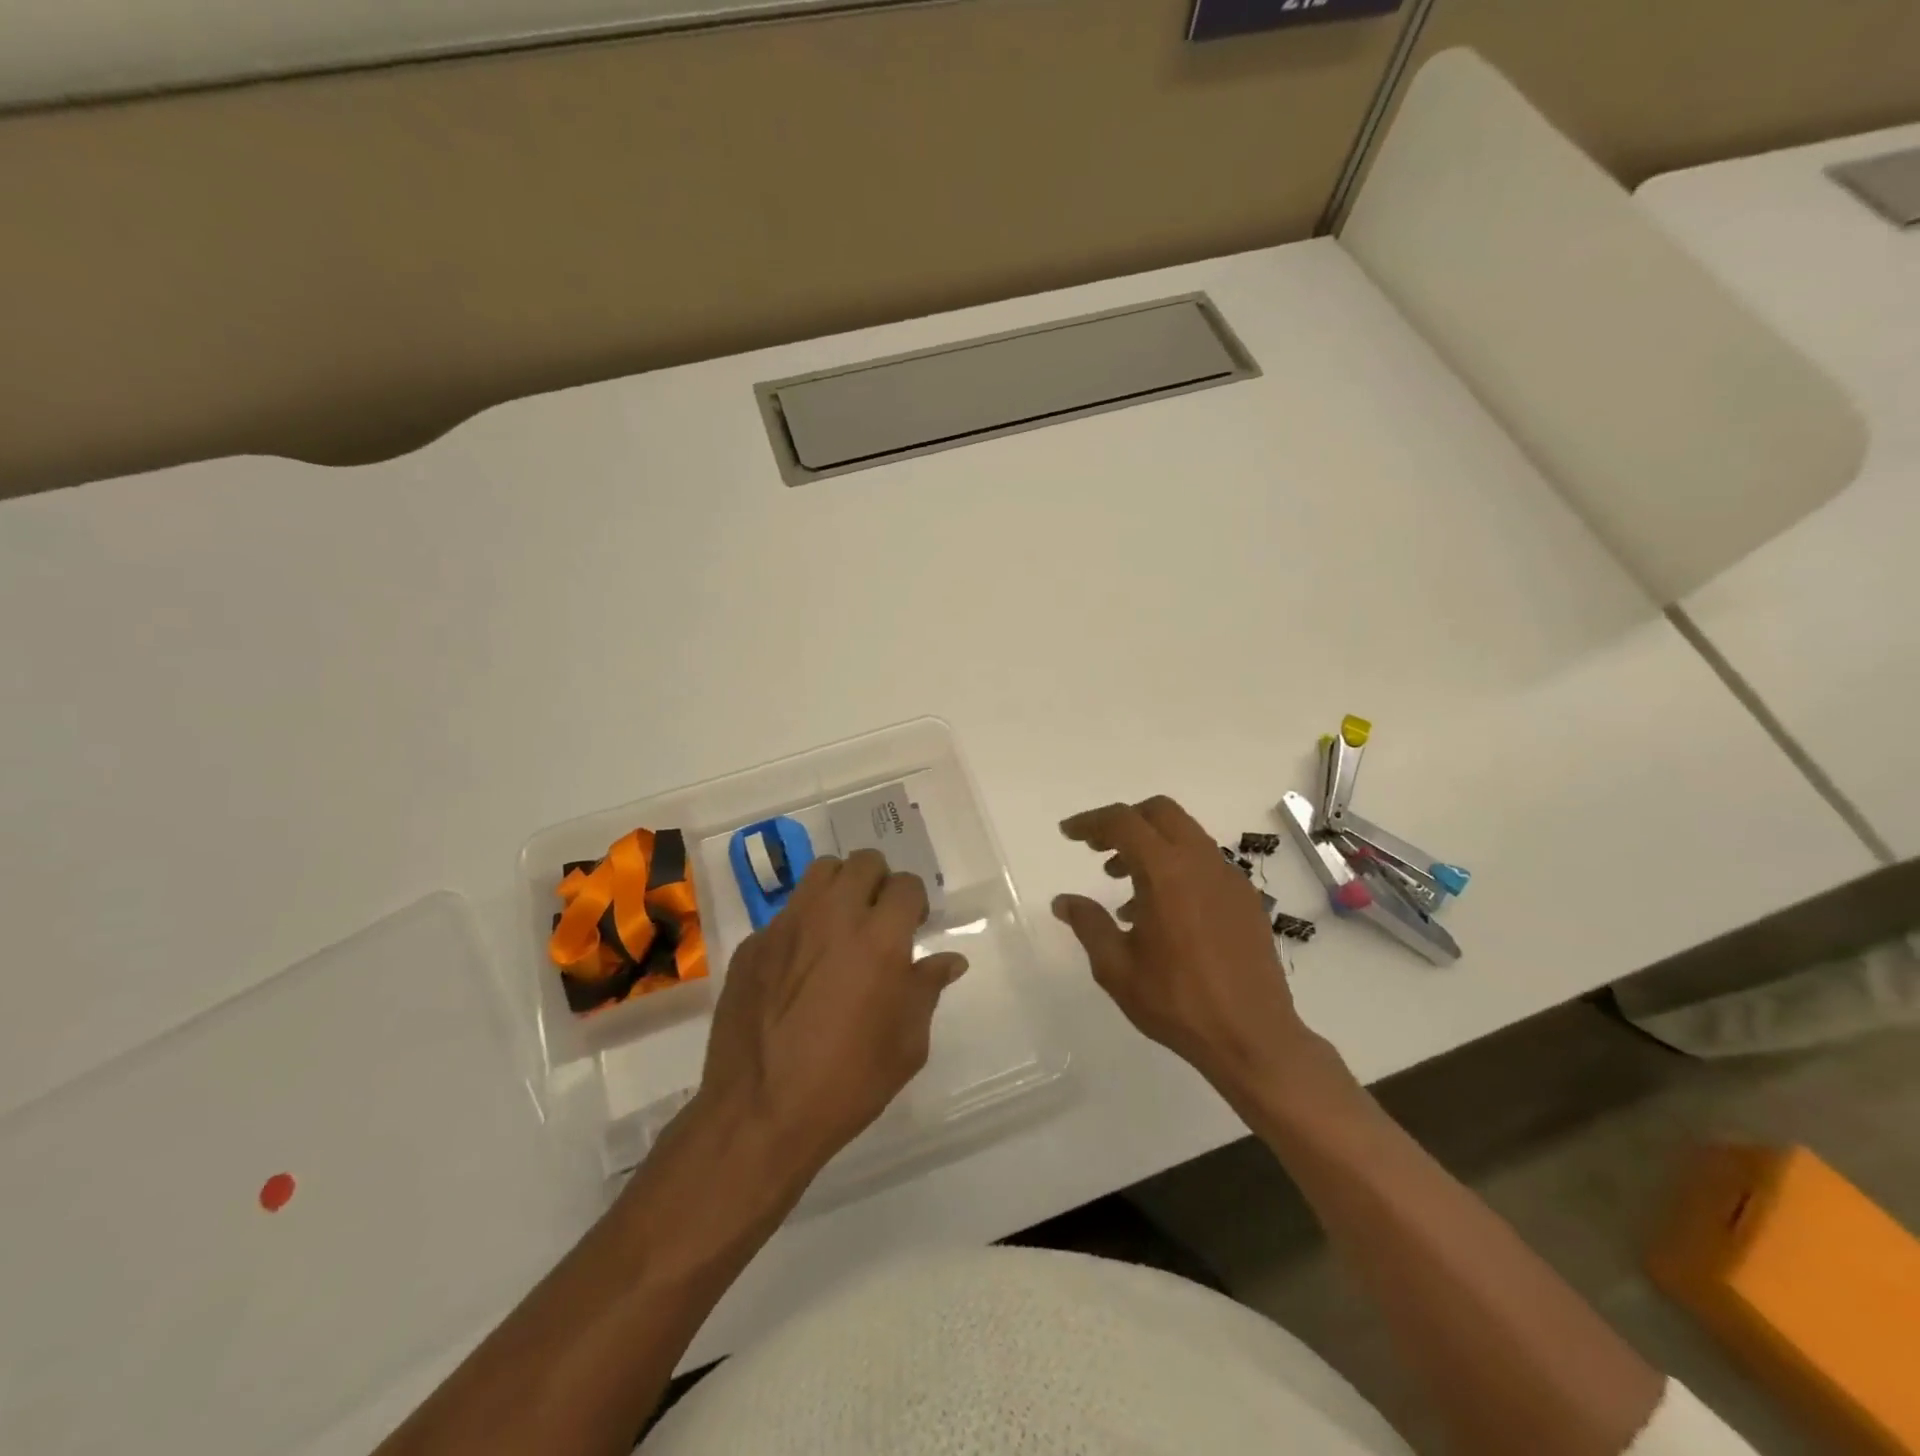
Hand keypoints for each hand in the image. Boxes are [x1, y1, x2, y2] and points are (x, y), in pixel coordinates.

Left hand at [694, 850, 966, 1186]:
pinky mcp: (752, 944)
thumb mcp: (907, 1044)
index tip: (913, 927)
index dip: (914, 902)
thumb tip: (949, 961)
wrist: (759, 1113)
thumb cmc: (848, 1082)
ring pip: (820, 873)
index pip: (906, 884)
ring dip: (839, 889)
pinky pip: (785, 915)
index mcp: (879, 937)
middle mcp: (833, 916)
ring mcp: (786, 926)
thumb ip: (927, 990)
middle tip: (878, 920)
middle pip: (863, 862)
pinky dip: (801, 927)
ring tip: (839, 928)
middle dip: (879, 883)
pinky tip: (798, 969)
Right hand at [1052, 796, 1313, 1095]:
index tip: (1068, 834)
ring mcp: (1229, 878)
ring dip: (1150, 844)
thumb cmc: (1178, 1003)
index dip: (1090, 822)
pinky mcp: (1245, 899)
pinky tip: (1160, 909)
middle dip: (1124, 821)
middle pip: (1160, 813)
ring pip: (1185, 835)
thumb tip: (1063, 901)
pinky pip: (1204, 862)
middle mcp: (1202, 863)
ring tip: (1122, 881)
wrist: (1254, 1038)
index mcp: (1167, 873)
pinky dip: (1175, 865)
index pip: (1123, 822)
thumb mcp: (1117, 968)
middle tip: (1097, 847)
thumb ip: (1088, 925)